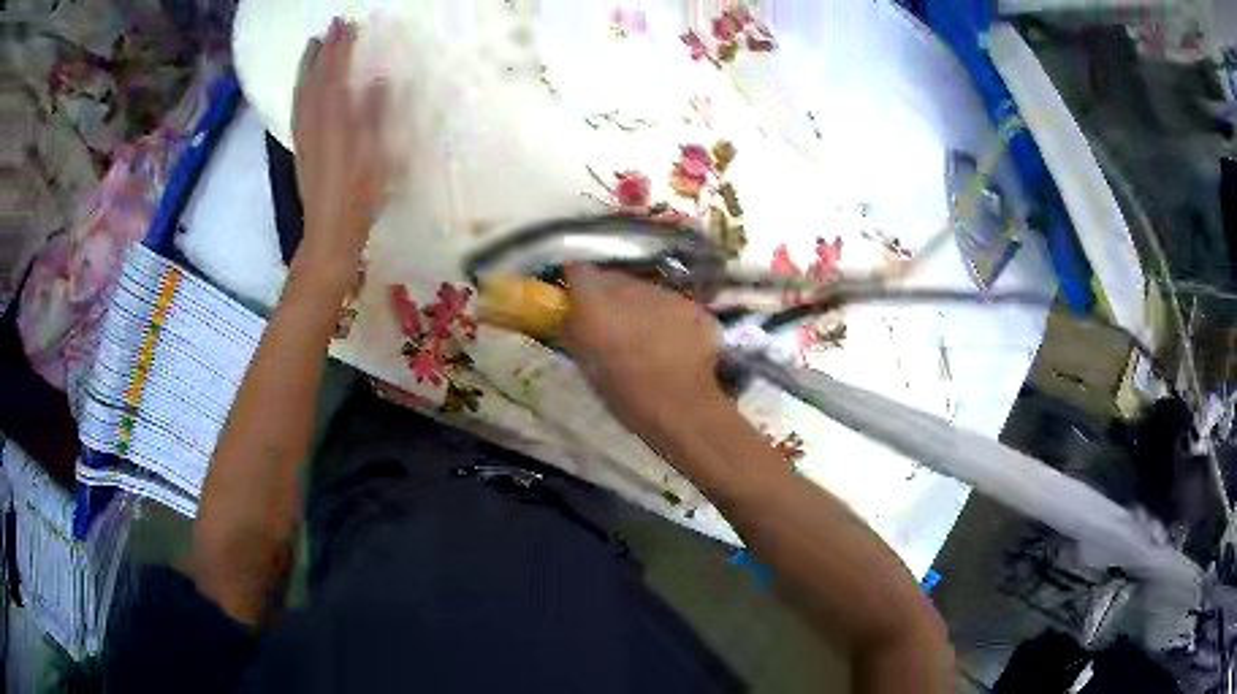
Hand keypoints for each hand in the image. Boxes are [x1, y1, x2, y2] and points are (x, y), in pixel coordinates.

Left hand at [292, 17, 388, 273]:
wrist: (329, 232)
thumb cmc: (359, 196)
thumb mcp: (376, 155)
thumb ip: (375, 115)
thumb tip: (377, 80)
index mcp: (334, 121)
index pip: (335, 74)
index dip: (340, 48)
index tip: (346, 24)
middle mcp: (314, 123)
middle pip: (315, 79)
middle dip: (322, 50)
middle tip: (330, 27)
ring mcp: (305, 136)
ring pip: (302, 93)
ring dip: (308, 67)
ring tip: (313, 46)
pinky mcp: (301, 148)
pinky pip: (297, 110)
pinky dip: (300, 90)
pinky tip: (303, 87)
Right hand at [563, 265, 724, 429]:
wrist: (682, 406)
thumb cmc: (626, 393)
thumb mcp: (587, 365)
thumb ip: (575, 331)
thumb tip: (571, 316)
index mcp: (596, 302)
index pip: (578, 270)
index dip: (576, 282)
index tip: (575, 297)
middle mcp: (630, 288)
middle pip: (613, 279)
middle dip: (609, 295)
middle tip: (610, 321)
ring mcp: (665, 294)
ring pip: (644, 290)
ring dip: (639, 305)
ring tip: (643, 334)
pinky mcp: (692, 306)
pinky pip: (671, 304)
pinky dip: (666, 316)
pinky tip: (670, 341)